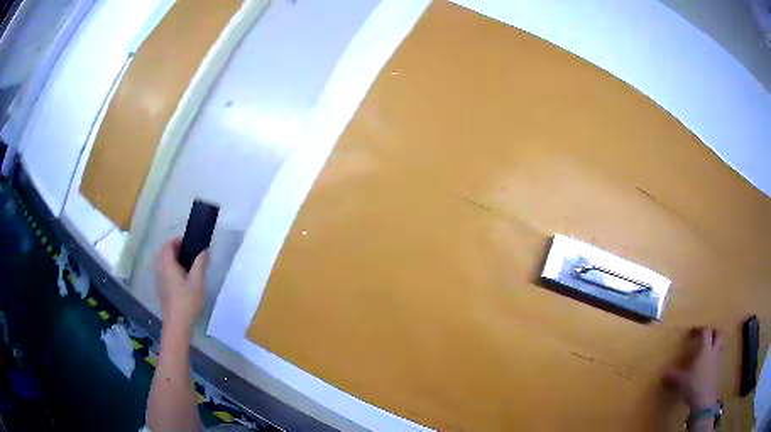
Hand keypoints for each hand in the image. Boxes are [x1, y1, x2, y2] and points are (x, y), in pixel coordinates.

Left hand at [156, 238, 207, 332]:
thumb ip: (200, 263)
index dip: (178, 241)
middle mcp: (159, 268)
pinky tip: (182, 278)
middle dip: (176, 249)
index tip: (191, 243)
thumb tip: (204, 250)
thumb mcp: (197, 281)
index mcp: (167, 264)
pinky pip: (163, 271)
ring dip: (173, 259)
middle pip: (165, 252)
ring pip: (163, 262)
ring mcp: (158, 279)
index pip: (169, 245)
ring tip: (188, 265)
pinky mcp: (160, 287)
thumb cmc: (187, 301)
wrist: (177, 323)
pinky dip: (171, 268)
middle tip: (191, 253)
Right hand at [663, 327, 723, 409]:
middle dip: (713, 332)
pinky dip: (714, 356)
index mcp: (705, 348)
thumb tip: (663, 373)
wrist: (704, 398)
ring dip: (716, 343)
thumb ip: (672, 376)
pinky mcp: (717, 369)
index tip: (692, 332)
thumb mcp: (680, 381)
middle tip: (706, 335)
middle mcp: (713, 350)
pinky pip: (718, 356)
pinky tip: (708, 364)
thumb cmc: (693, 385)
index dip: (700, 329)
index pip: (705, 331)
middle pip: (717, 334)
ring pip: (720, 344)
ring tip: (708, 348)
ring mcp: (717, 359)